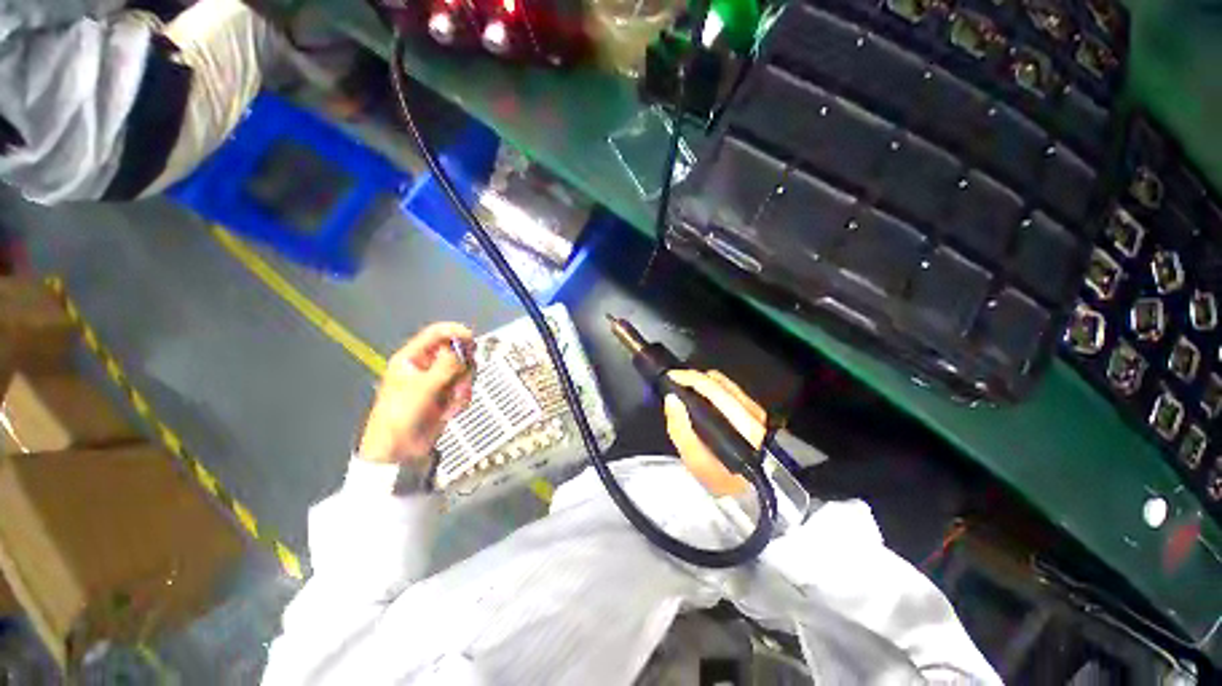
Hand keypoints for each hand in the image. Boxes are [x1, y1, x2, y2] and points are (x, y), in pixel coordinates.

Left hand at [357, 323, 476, 464]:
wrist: (400, 450)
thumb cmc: (400, 416)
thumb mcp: (422, 388)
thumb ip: (445, 366)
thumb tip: (462, 350)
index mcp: (412, 358)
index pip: (436, 333)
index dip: (455, 331)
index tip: (471, 339)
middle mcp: (427, 365)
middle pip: (457, 352)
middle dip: (462, 368)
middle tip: (459, 381)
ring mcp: (439, 380)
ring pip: (465, 371)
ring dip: (462, 386)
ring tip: (452, 401)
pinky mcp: (448, 394)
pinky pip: (465, 387)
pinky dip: (462, 398)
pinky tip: (451, 410)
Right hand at [664, 370, 766, 496]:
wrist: (744, 490)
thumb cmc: (719, 477)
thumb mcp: (694, 460)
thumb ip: (680, 429)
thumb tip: (671, 398)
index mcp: (743, 427)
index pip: (715, 391)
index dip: (690, 379)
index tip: (671, 377)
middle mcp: (754, 415)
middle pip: (719, 381)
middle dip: (694, 377)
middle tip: (675, 381)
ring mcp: (757, 411)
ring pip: (725, 382)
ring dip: (703, 381)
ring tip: (686, 387)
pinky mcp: (755, 411)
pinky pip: (730, 388)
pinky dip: (712, 387)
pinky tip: (701, 395)